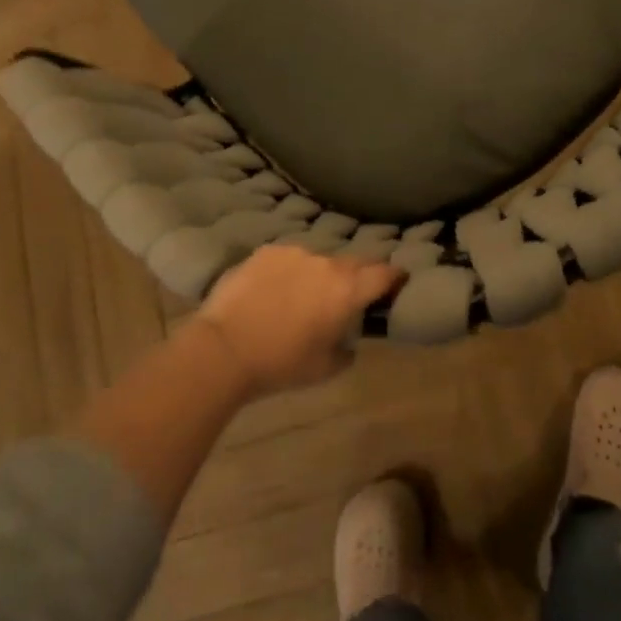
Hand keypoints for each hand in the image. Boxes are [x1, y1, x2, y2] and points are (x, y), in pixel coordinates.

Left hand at [194, 246, 403, 395]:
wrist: (223, 348)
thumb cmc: (281, 364)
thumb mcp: (325, 369)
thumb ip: (347, 350)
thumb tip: (348, 340)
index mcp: (348, 289)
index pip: (386, 273)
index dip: (395, 278)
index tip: (396, 285)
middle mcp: (327, 263)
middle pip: (355, 263)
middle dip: (357, 277)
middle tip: (347, 298)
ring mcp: (295, 253)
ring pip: (318, 260)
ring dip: (318, 275)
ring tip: (301, 297)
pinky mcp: (266, 251)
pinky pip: (288, 259)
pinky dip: (288, 272)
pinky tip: (272, 292)